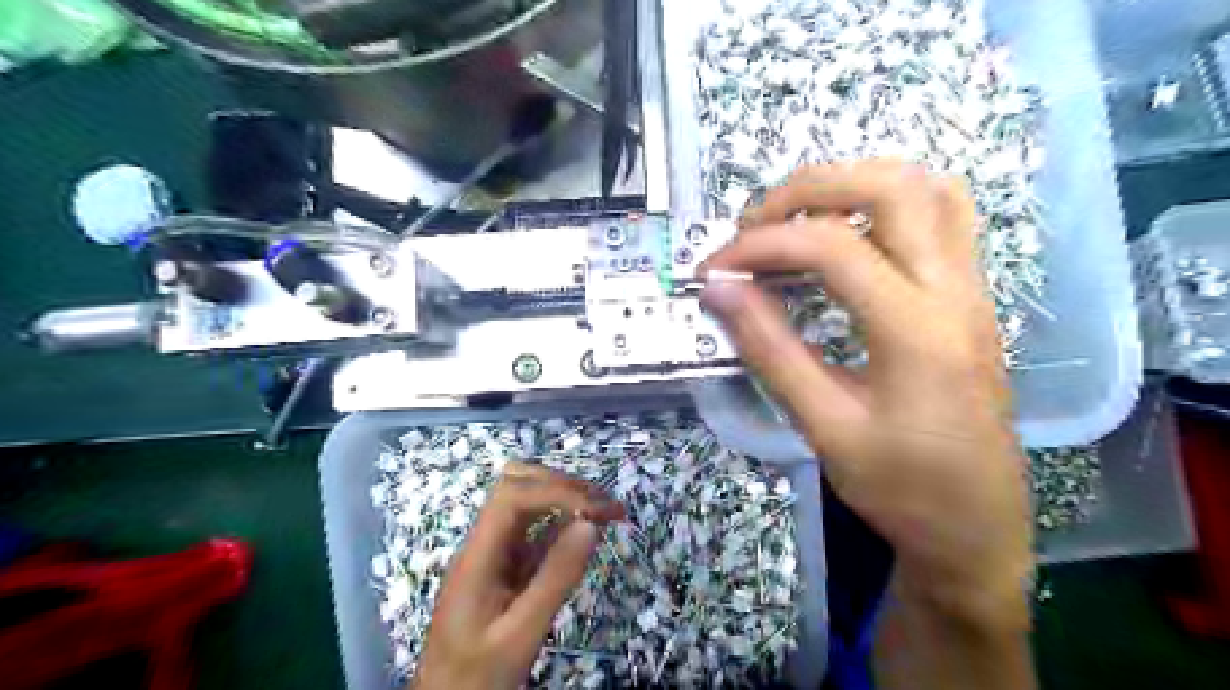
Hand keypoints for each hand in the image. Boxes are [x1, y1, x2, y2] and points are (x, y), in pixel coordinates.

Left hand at [413, 464, 625, 688]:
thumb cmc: (478, 674)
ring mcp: (494, 552)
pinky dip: (564, 522)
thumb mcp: (521, 633)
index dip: (555, 491)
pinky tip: (588, 531)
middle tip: (606, 505)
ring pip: (527, 502)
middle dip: (564, 485)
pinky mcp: (506, 565)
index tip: (596, 509)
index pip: (512, 497)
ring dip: (567, 498)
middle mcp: (484, 543)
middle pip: (516, 486)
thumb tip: (591, 524)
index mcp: (477, 555)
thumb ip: (555, 578)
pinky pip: (536, 530)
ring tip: (607, 512)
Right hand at [702, 160, 1028, 631]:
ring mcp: (971, 289)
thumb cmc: (901, 489)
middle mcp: (954, 292)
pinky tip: (847, 237)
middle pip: (892, 186)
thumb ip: (770, 350)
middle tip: (755, 225)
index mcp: (917, 331)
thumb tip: (719, 291)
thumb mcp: (824, 426)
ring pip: (926, 189)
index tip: (715, 268)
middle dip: (810, 189)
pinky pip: (940, 217)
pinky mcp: (969, 298)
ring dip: (852, 186)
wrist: (977, 529)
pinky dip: (885, 205)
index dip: (762, 245)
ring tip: (795, 222)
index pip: (833, 247)